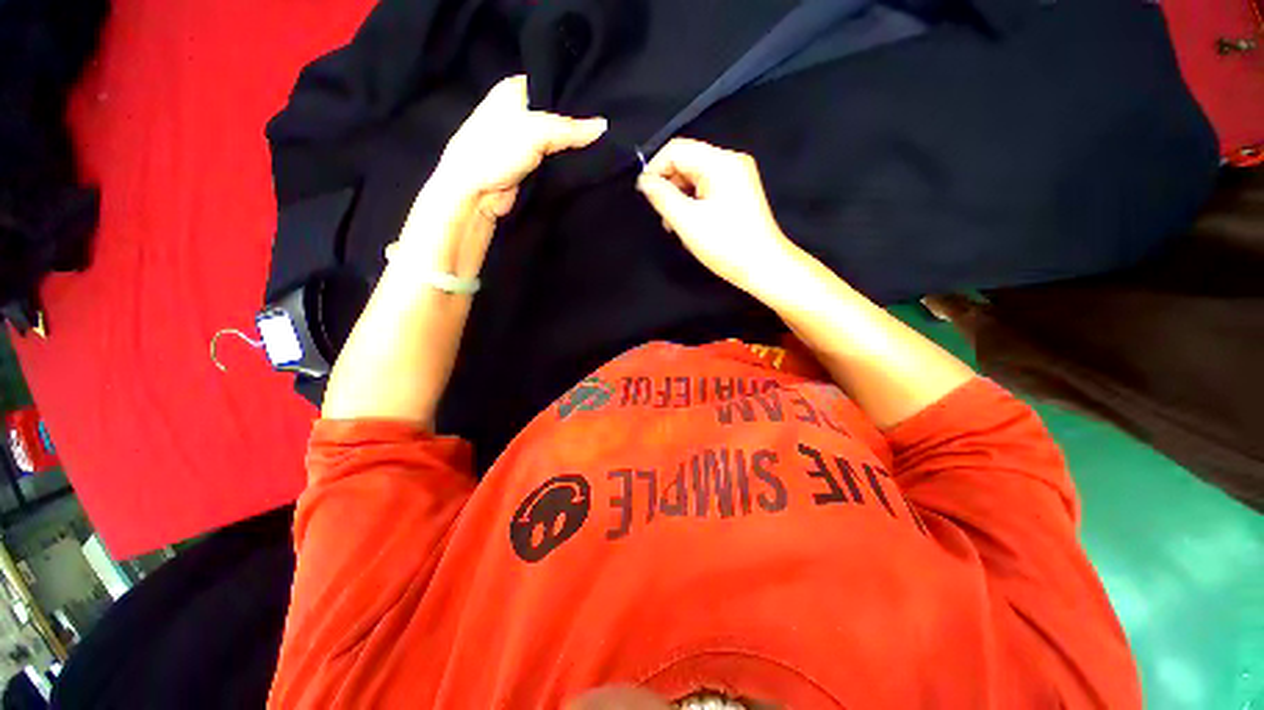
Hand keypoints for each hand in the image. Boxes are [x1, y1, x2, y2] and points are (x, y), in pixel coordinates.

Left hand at [428, 74, 607, 218]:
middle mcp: (519, 111)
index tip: (601, 103)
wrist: (476, 194)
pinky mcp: (531, 166)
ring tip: (604, 143)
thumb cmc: (496, 151)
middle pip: (557, 114)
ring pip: (558, 140)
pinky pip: (555, 160)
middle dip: (578, 123)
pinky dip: (568, 162)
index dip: (575, 93)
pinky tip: (588, 161)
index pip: (552, 84)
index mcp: (514, 90)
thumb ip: (570, 129)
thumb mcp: (535, 132)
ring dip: (575, 145)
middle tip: (606, 127)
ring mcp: (525, 141)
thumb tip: (604, 126)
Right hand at [636, 138, 796, 296]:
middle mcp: (731, 161)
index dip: (655, 169)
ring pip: (695, 176)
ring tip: (674, 225)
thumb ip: (662, 196)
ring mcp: (737, 177)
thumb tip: (644, 180)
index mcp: (720, 162)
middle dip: (668, 185)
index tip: (645, 196)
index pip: (676, 149)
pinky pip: (707, 188)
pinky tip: (689, 223)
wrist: (764, 267)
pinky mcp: (739, 192)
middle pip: (687, 161)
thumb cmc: (725, 245)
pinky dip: (693, 202)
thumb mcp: (687, 221)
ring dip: (679, 197)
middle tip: (662, 216)